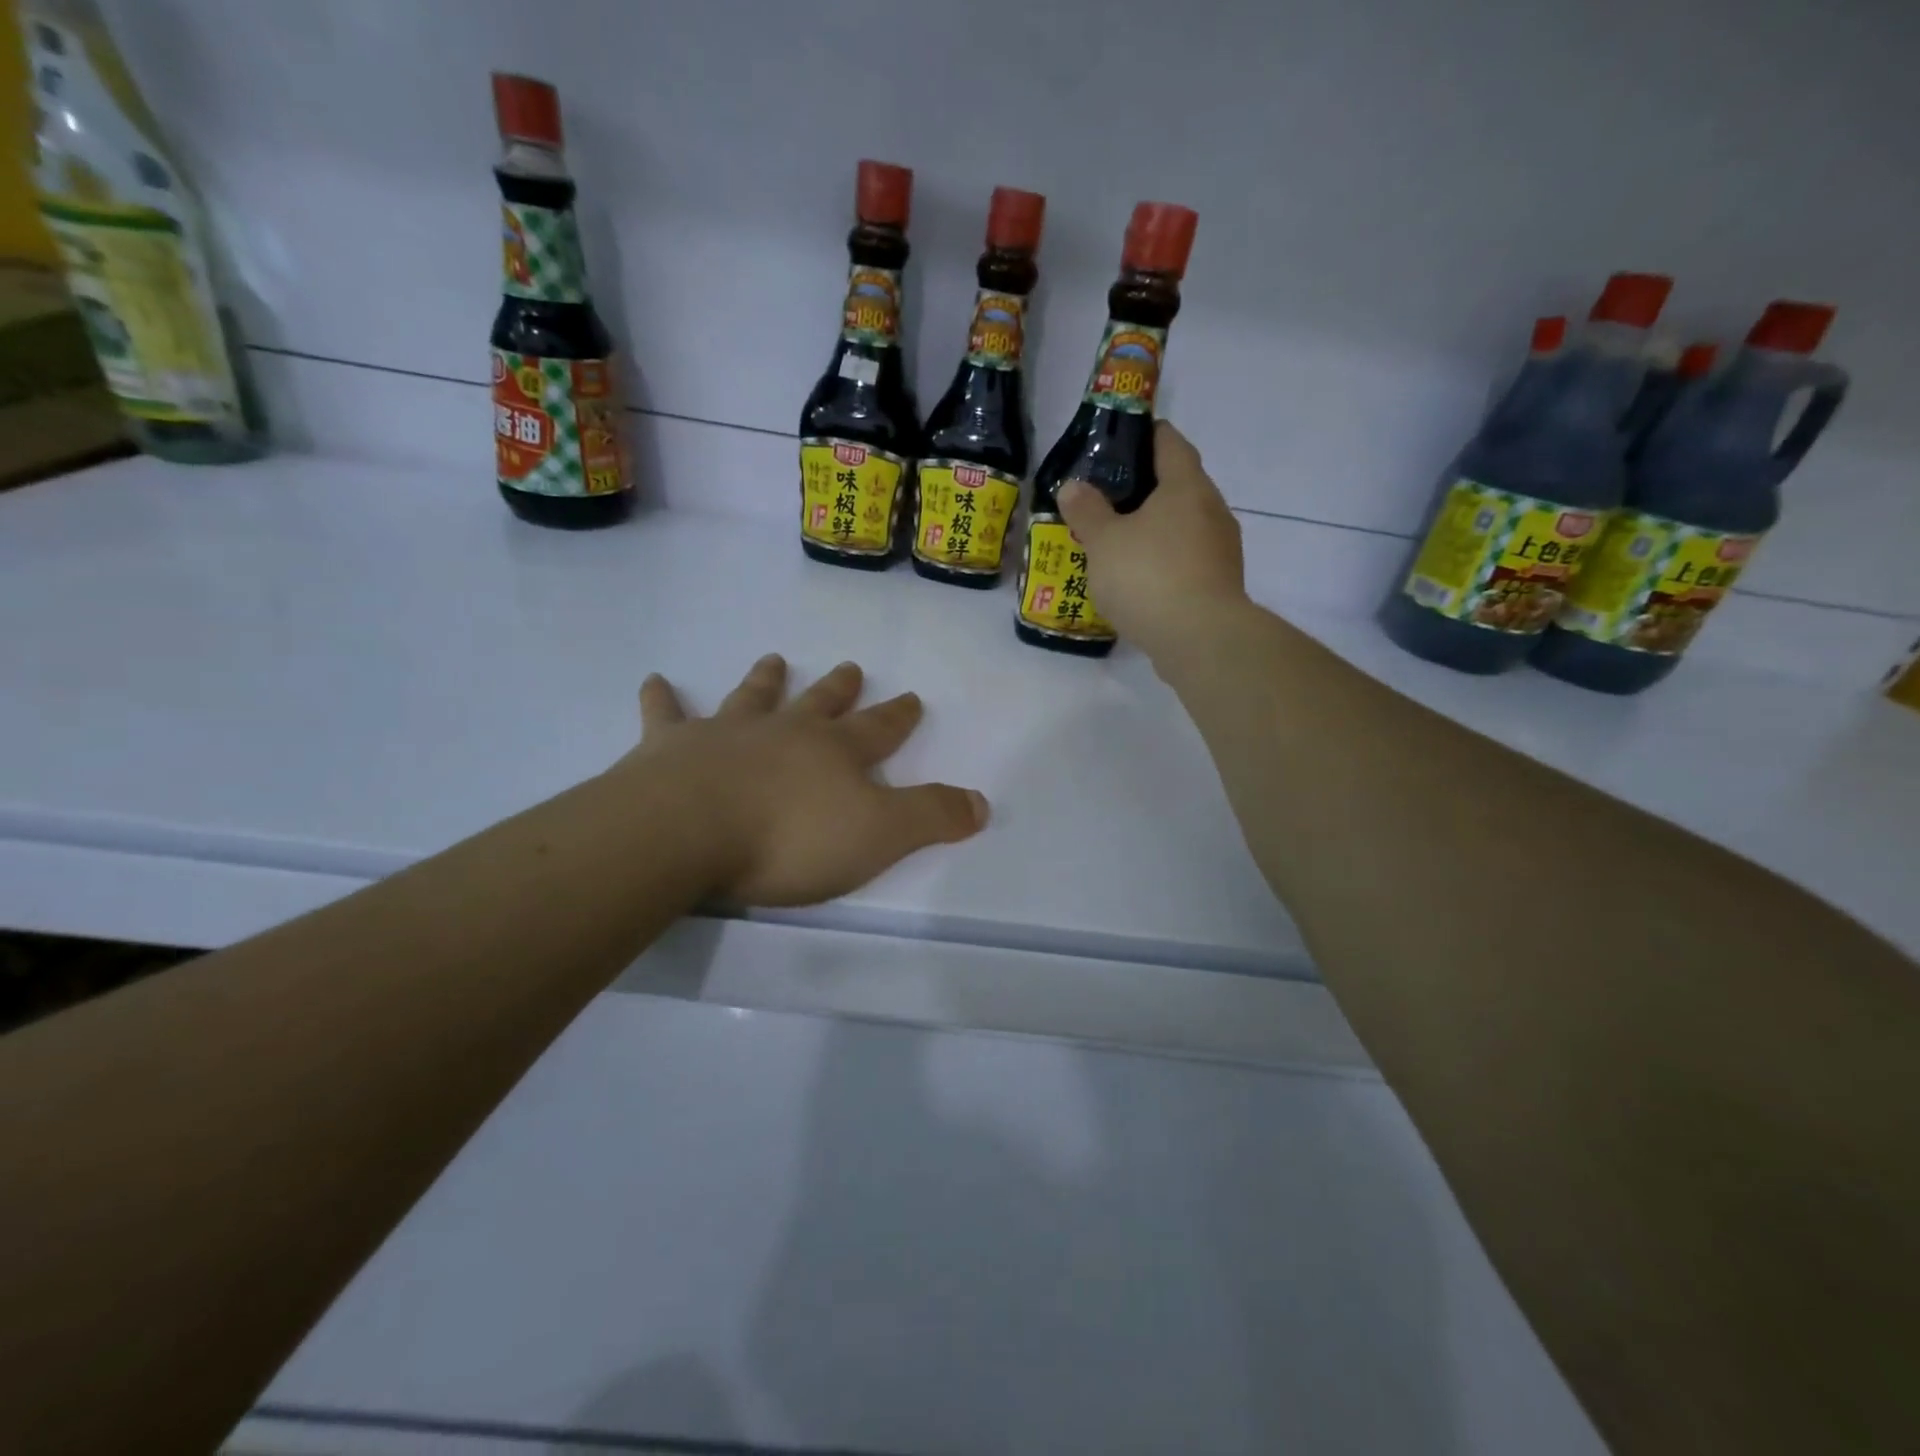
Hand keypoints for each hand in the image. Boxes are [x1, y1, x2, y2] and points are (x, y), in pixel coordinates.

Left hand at [617, 654, 987, 907]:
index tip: (911, 697)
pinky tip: (655, 681)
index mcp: (835, 752)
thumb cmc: (790, 838)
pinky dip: (662, 700)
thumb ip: (932, 817)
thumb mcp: (879, 835)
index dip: (898, 716)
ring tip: (774, 660)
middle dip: (839, 689)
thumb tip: (982, 803)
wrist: (688, 831)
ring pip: (752, 698)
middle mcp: (784, 732)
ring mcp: (726, 734)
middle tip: (850, 667)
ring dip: (766, 681)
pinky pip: (667, 717)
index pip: (878, 729)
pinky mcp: (670, 749)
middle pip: (819, 704)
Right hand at [1056, 420, 1248, 659]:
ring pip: (1184, 525)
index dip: (1147, 435)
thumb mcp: (1103, 541)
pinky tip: (1140, 579)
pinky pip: (1187, 559)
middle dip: (1146, 488)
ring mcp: (1221, 549)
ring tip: (1120, 541)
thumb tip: (1073, 486)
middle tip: (1108, 497)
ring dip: (1156, 529)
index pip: (1170, 443)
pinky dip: (1165, 560)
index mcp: (1186, 486)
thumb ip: (1086, 511)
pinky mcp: (1219, 583)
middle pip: (1179, 485)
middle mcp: (1212, 509)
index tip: (1122, 439)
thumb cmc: (1148, 576)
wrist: (1200, 639)